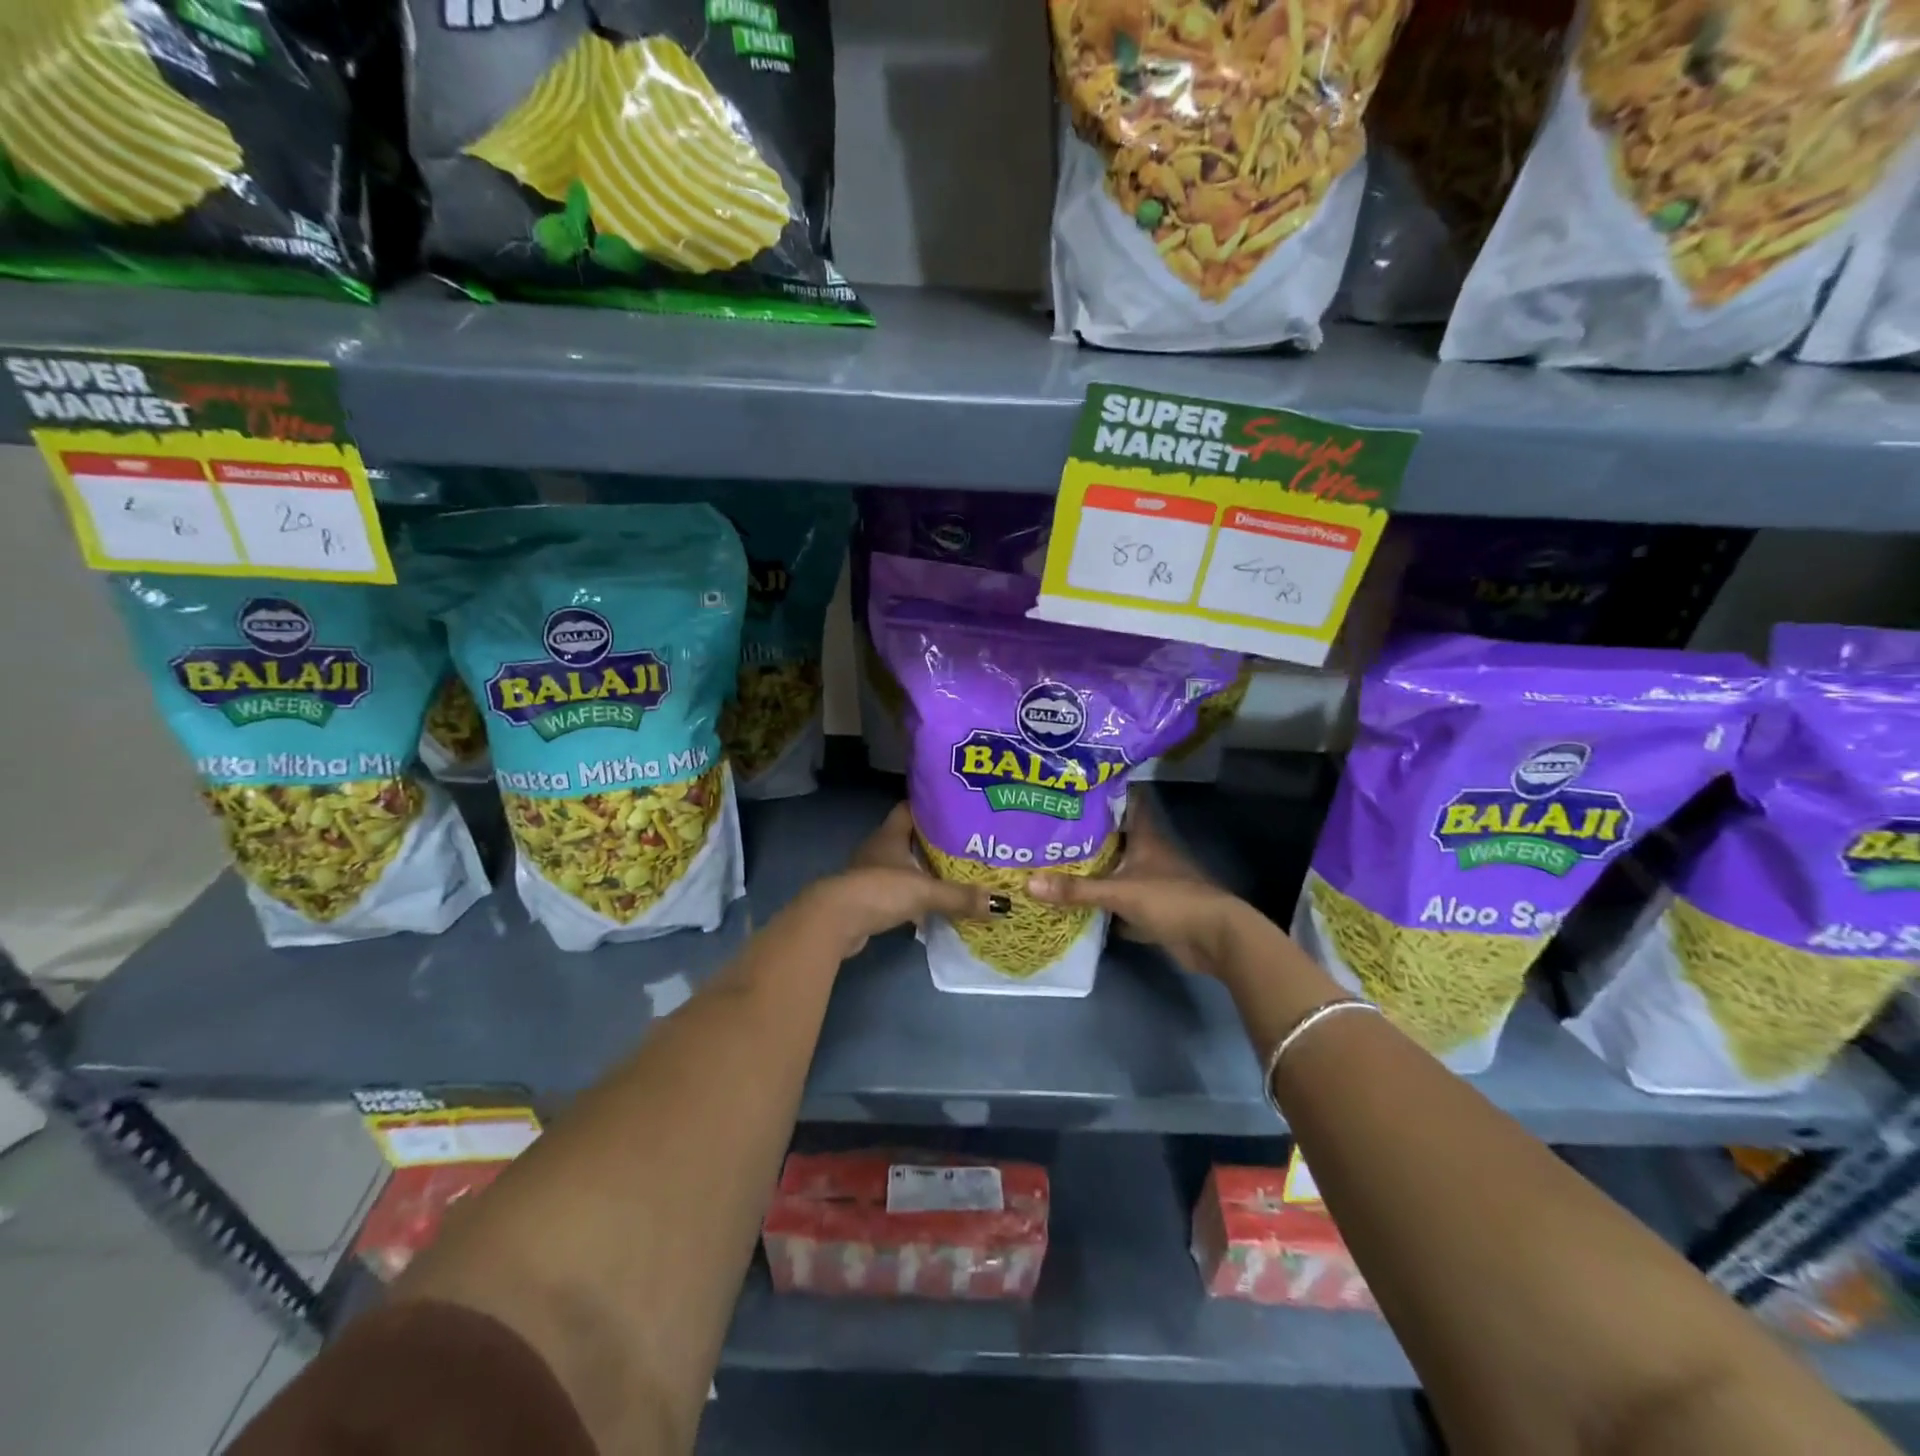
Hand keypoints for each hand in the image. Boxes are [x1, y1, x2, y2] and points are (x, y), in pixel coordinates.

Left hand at [800, 804, 1000, 959]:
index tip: (956, 808)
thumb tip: (1002, 904)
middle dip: (935, 842)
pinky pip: (897, 891)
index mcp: (890, 834)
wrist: (836, 921)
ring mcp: (871, 874)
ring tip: (956, 873)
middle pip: (910, 838)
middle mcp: (879, 848)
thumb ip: (961, 896)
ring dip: (924, 871)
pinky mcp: (868, 898)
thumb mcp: (925, 891)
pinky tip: (933, 905)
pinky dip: (914, 895)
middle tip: (966, 844)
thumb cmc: (880, 890)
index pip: (910, 808)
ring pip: (903, 866)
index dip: (931, 806)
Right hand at [1026, 802, 1253, 976]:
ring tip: (1052, 860)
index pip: (1125, 802)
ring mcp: (1151, 882)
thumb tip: (1029, 883)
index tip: (1072, 786)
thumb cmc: (1171, 900)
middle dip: (1085, 834)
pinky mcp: (1151, 909)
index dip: (1103, 792)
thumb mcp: (1120, 892)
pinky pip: (1119, 901)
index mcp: (1145, 837)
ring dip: (1091, 869)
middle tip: (1048, 826)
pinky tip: (1073, 901)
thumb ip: (1077, 889)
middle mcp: (1148, 854)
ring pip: (1115, 869)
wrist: (1214, 939)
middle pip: (1113, 838)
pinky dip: (1100, 903)